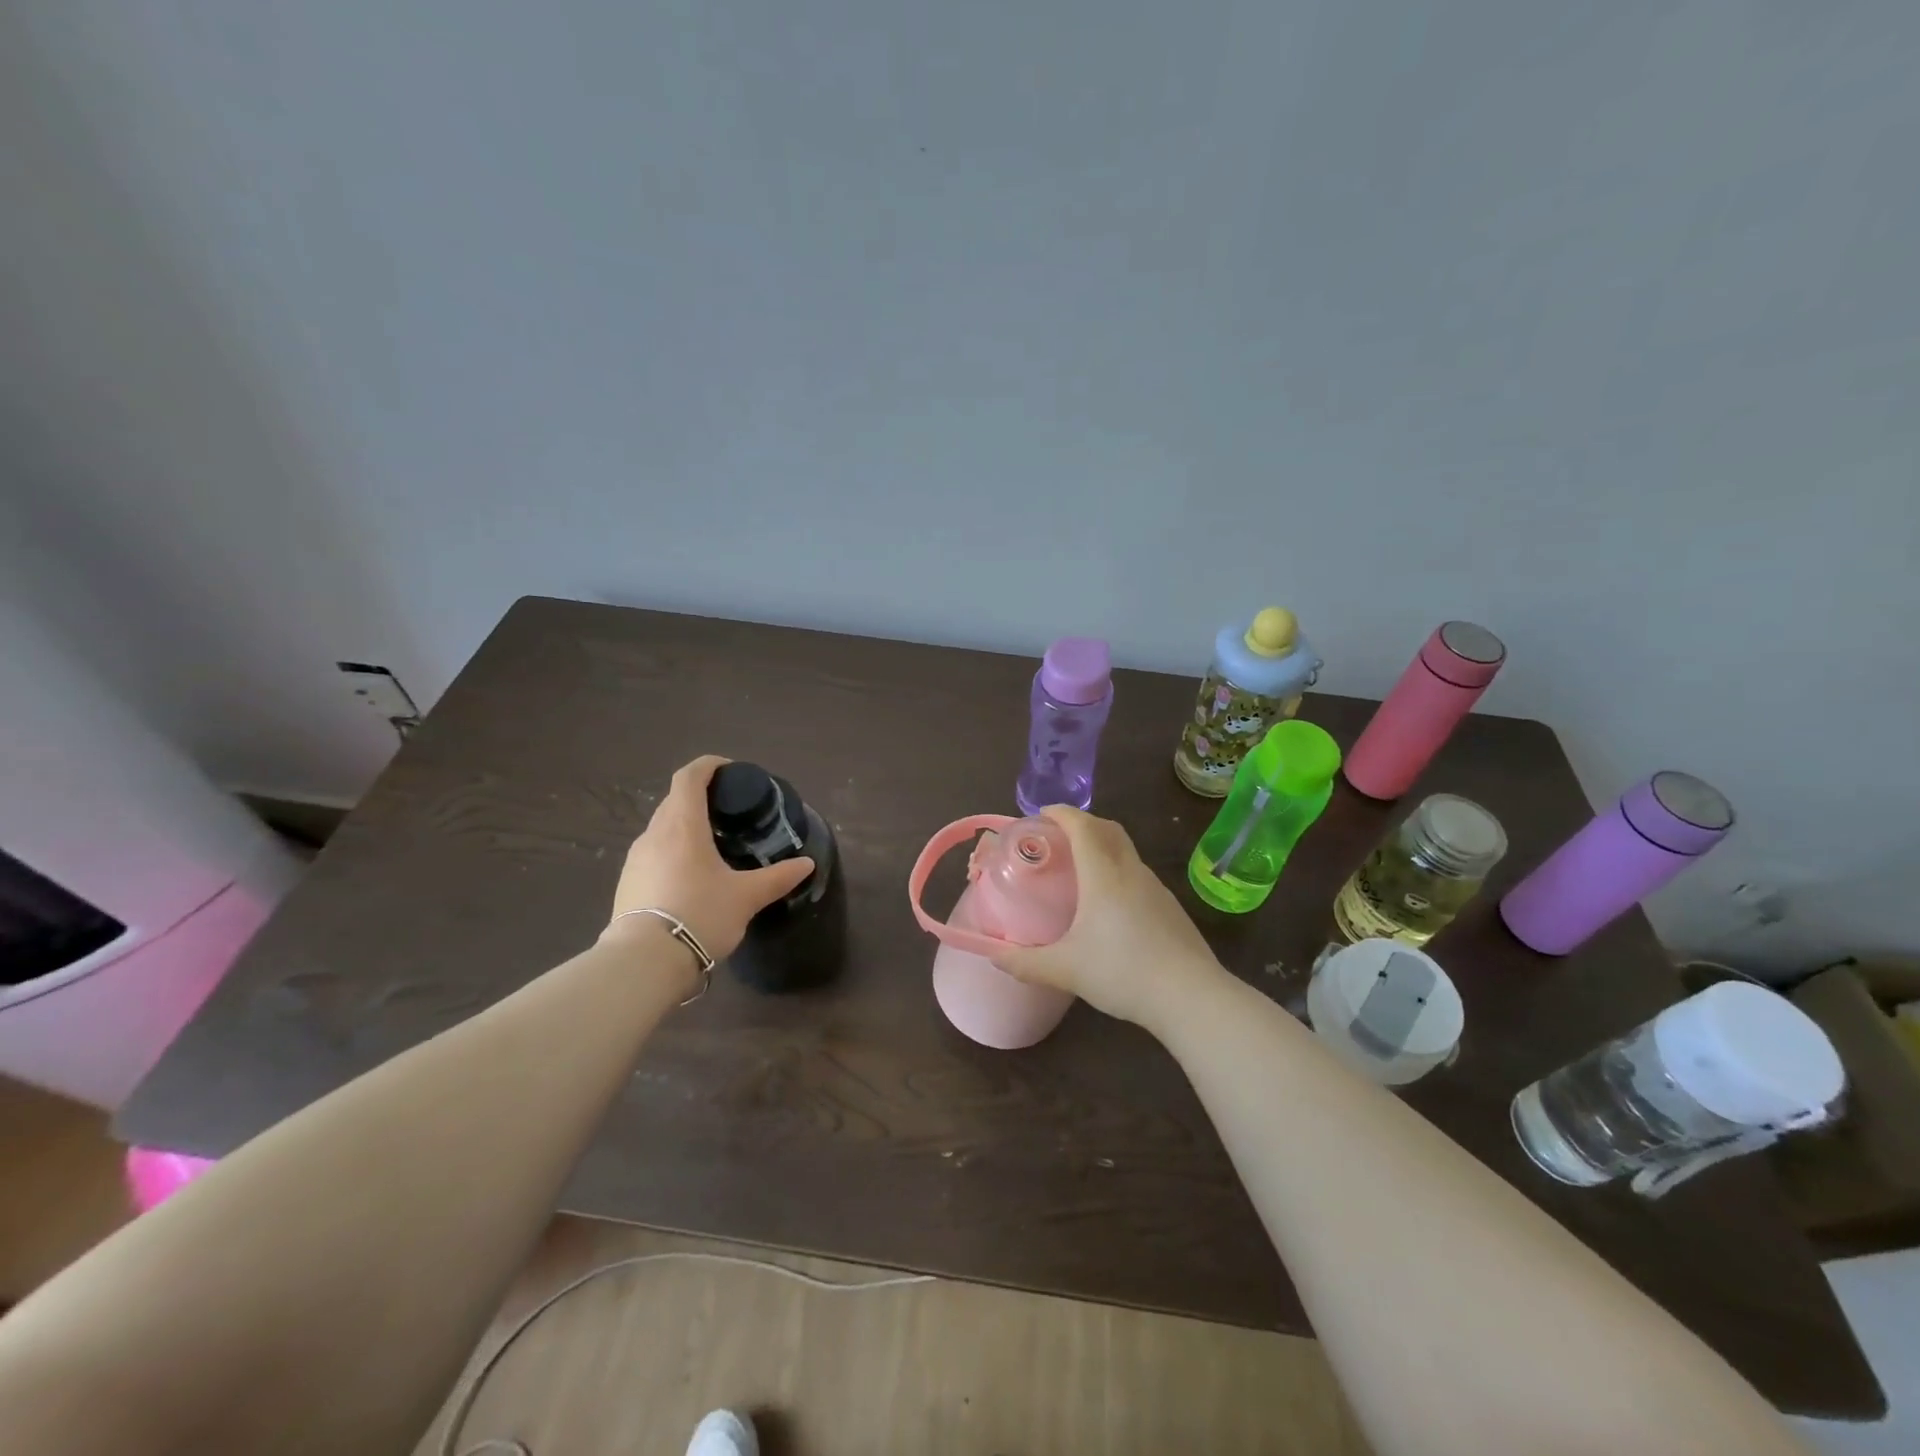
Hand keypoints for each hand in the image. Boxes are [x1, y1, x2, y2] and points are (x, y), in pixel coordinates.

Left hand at [600, 756, 814, 965]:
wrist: (645, 962)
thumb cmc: (700, 915)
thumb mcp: (746, 897)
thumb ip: (778, 877)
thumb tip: (807, 864)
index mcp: (682, 825)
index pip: (690, 777)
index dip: (709, 765)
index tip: (731, 770)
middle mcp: (654, 834)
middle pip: (675, 800)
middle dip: (700, 797)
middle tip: (729, 811)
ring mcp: (635, 859)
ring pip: (662, 828)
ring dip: (685, 825)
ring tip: (712, 844)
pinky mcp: (627, 882)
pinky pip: (653, 853)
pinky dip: (672, 850)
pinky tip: (690, 876)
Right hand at [990, 806, 1225, 1033]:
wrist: (1191, 997)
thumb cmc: (1123, 972)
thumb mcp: (1065, 970)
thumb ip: (1024, 962)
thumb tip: (992, 955)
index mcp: (1103, 875)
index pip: (1082, 826)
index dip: (1061, 813)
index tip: (1041, 815)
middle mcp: (1131, 871)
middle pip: (1107, 829)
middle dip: (1081, 824)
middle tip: (1057, 839)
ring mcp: (1155, 888)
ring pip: (1125, 851)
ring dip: (1101, 847)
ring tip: (1079, 871)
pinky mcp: (1169, 907)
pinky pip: (1137, 874)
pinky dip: (1117, 871)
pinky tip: (1109, 905)